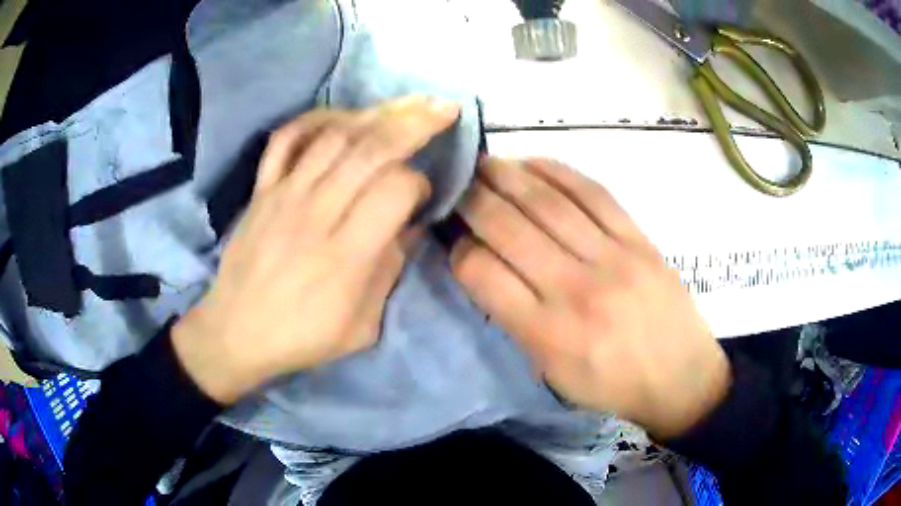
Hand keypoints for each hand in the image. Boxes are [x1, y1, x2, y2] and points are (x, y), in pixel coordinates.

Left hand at [172, 96, 460, 403]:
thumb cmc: (301, 337)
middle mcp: (316, 213)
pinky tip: (342, 115)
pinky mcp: (262, 189)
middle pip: (371, 149)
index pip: (395, 190)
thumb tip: (409, 226)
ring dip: (376, 112)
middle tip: (444, 106)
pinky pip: (286, 139)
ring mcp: (284, 194)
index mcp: (346, 255)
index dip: (419, 182)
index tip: (422, 195)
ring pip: (334, 135)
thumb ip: (389, 271)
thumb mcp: (361, 327)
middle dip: (415, 121)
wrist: (235, 333)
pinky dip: (315, 119)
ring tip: (407, 102)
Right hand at [451, 158, 729, 438]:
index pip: (483, 273)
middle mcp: (575, 289)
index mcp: (548, 333)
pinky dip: (559, 172)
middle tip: (457, 183)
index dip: (460, 249)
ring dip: (509, 175)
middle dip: (474, 199)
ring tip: (486, 162)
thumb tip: (485, 264)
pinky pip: (593, 194)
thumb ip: (516, 320)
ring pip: (548, 203)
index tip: (455, 239)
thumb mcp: (552, 373)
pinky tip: (534, 162)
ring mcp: (612, 258)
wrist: (680, 377)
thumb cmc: (611, 385)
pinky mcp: (639, 239)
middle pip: (510, 228)